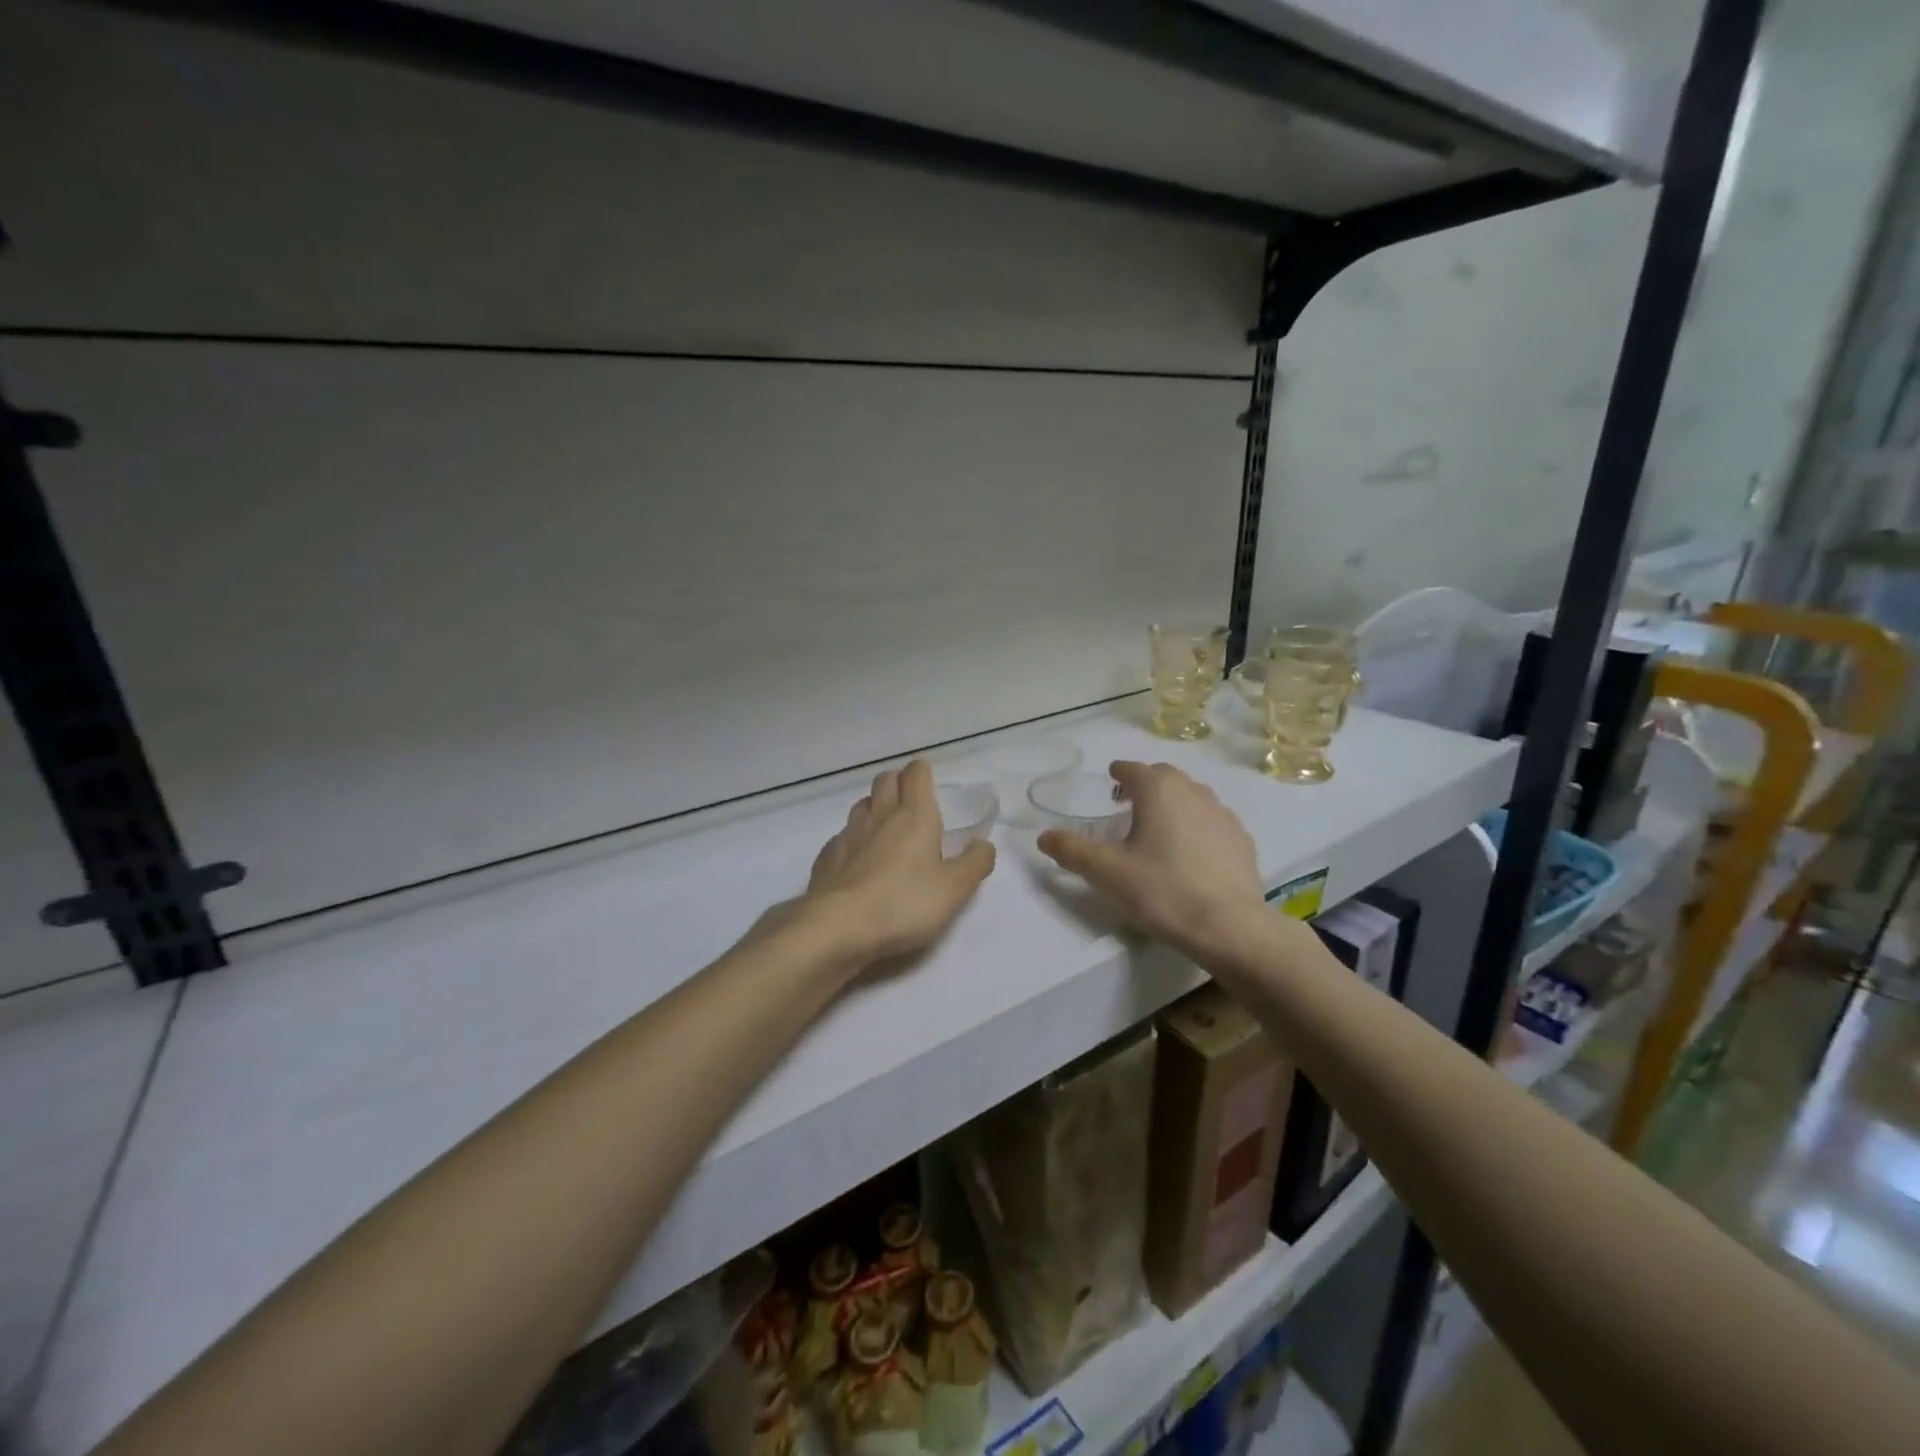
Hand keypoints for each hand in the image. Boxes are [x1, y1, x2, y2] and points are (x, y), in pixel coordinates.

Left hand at [803, 760, 995, 965]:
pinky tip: (860, 859)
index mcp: (914, 816)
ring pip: (863, 804)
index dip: (922, 771)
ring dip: (876, 806)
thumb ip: (974, 863)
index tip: (929, 779)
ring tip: (887, 826)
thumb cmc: (904, 903)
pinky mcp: (827, 856)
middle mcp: (879, 816)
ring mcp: (848, 834)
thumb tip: (984, 844)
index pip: (916, 774)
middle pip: (886, 780)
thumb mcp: (954, 889)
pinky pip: (843, 835)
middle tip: (911, 799)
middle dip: (899, 781)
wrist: (838, 926)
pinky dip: (855, 838)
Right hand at [1037, 761, 1273, 966]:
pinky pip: (1212, 820)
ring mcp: (1222, 815)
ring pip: (1192, 795)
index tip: (1111, 778)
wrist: (1230, 928)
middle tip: (1128, 803)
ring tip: (1158, 825)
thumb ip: (1072, 851)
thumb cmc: (1163, 892)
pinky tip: (1191, 850)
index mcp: (1159, 791)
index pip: (1135, 769)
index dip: (1120, 772)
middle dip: (1145, 783)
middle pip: (1165, 777)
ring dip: (1172, 801)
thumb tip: (1044, 836)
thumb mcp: (1108, 873)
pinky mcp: (1242, 840)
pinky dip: (1196, 823)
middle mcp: (1193, 792)